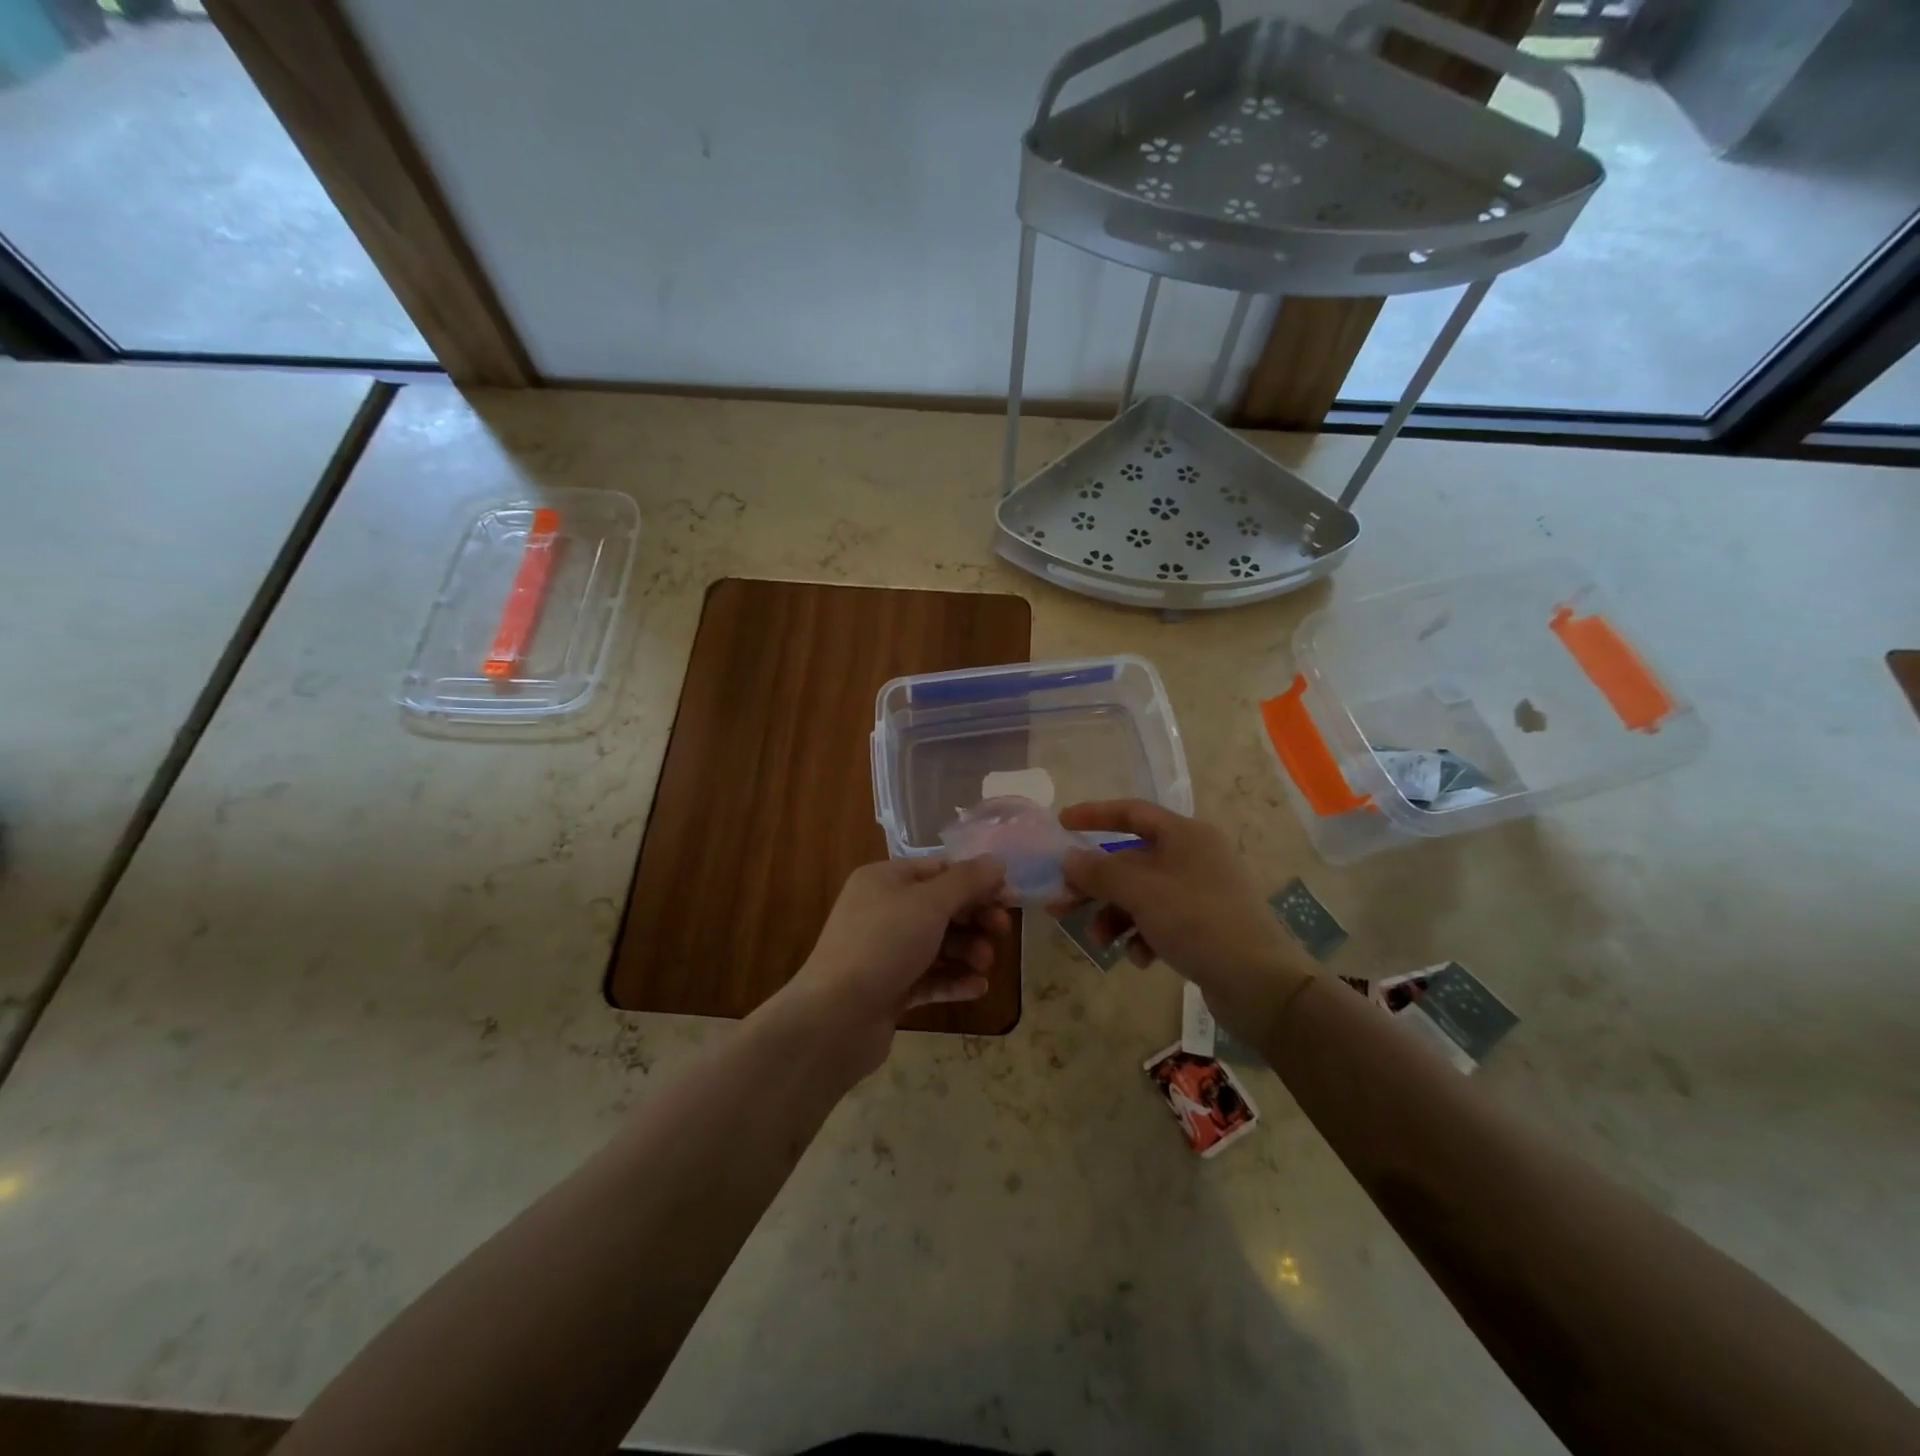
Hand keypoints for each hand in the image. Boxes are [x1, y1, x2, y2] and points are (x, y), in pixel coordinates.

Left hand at [779, 856, 1010, 1075]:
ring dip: (967, 952)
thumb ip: (967, 882)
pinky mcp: (888, 989)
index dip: (976, 881)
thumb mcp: (930, 904)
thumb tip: (997, 861)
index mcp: (884, 880)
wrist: (833, 1018)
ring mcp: (883, 952)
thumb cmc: (883, 945)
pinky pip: (928, 978)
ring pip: (936, 945)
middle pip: (940, 907)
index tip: (1009, 897)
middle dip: (974, 919)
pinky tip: (978, 988)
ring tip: (985, 965)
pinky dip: (953, 980)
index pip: (938, 870)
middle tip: (1002, 932)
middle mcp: (882, 911)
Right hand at [1051, 800, 1311, 1047]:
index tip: (1061, 824)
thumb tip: (1069, 860)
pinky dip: (1143, 935)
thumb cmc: (1197, 920)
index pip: (1132, 812)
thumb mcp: (1140, 891)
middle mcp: (1194, 857)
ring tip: (1099, 939)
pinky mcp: (1205, 927)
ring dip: (1115, 915)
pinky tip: (1140, 958)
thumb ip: (1099, 872)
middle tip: (1060, 902)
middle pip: (1131, 860)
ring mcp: (1202, 893)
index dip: (1094, 815)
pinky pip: (1161, 921)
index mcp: (1185, 835)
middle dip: (1095, 883)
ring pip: (1142, 895)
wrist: (1260, 983)